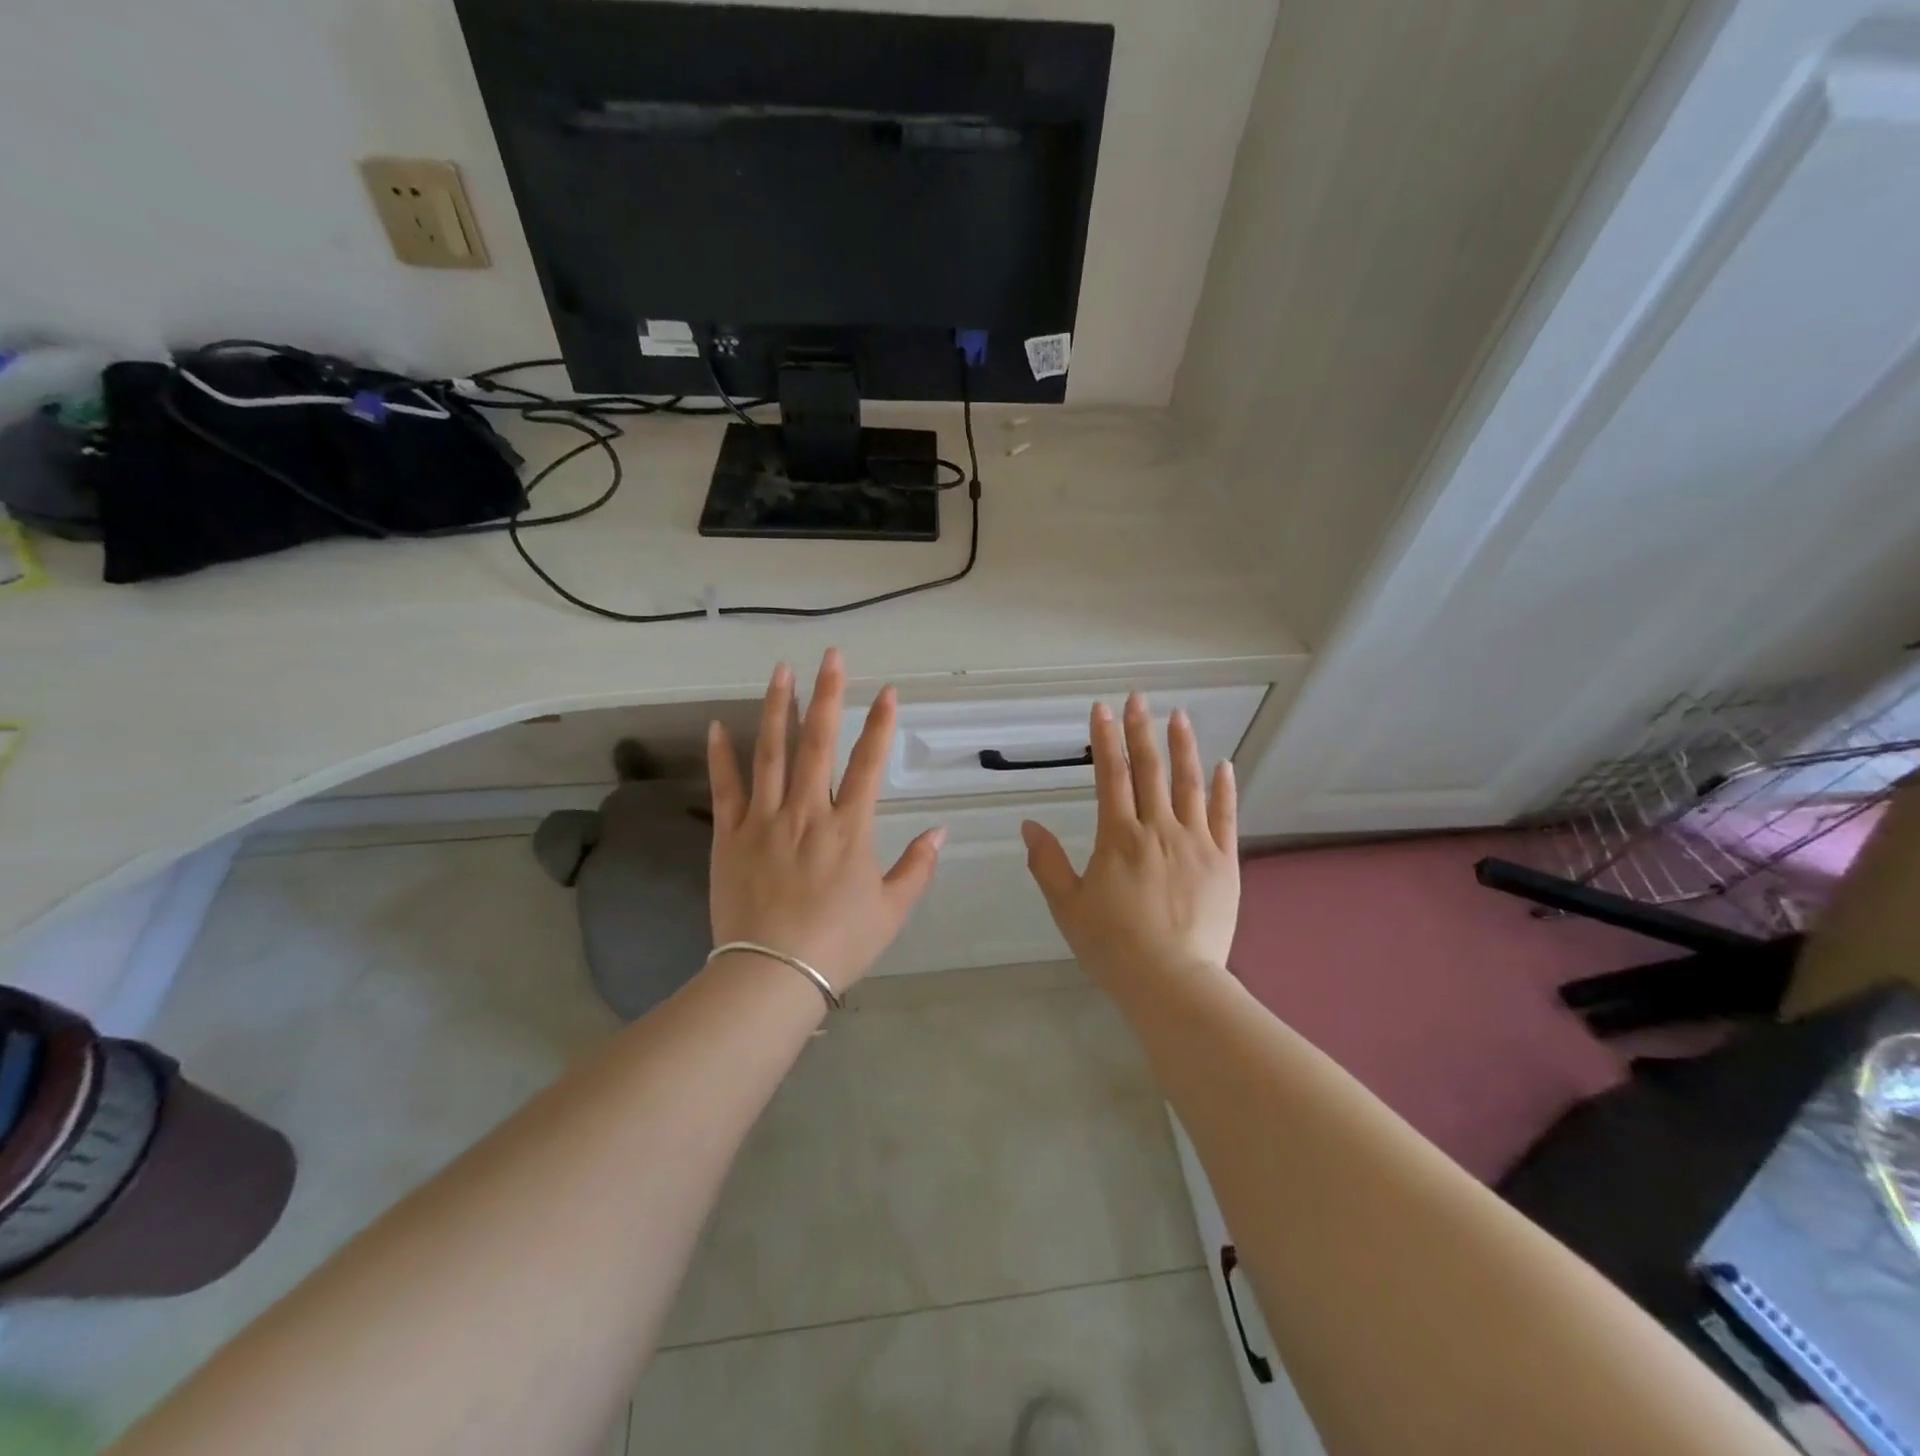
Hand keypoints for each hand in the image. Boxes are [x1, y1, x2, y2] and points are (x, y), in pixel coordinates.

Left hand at [706, 649, 944, 993]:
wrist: (772, 975)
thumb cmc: (839, 944)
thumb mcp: (891, 910)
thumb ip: (917, 867)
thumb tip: (941, 831)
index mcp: (849, 828)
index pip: (869, 763)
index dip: (881, 724)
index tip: (888, 690)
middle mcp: (808, 812)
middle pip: (818, 742)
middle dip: (828, 695)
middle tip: (832, 656)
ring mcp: (765, 820)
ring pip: (771, 753)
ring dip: (777, 708)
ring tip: (781, 670)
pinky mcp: (730, 836)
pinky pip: (725, 788)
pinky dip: (722, 756)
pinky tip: (718, 726)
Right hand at [1022, 694, 1238, 987]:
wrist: (1173, 981)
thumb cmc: (1114, 946)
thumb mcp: (1068, 907)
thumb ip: (1048, 863)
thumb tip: (1029, 826)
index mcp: (1119, 837)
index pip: (1110, 775)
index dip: (1105, 739)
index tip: (1102, 709)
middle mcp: (1158, 829)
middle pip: (1149, 770)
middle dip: (1140, 730)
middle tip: (1138, 698)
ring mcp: (1196, 843)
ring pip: (1190, 785)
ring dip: (1183, 747)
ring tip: (1179, 716)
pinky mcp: (1224, 862)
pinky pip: (1225, 817)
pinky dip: (1224, 789)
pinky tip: (1224, 765)